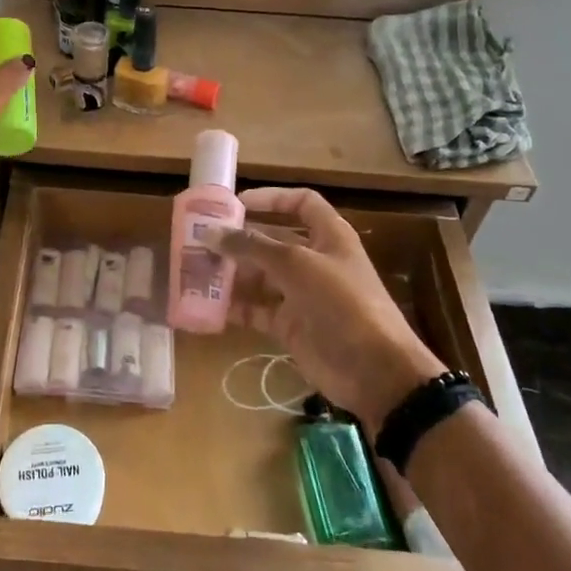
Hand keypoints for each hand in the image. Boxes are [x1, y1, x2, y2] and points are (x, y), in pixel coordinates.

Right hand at [216, 188, 446, 435]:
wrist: (374, 371)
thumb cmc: (342, 303)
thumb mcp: (296, 265)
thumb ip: (252, 246)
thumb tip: (209, 233)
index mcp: (328, 236)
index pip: (300, 203)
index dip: (271, 199)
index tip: (235, 204)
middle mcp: (314, 260)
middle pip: (273, 240)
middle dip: (239, 239)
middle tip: (200, 239)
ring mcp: (302, 295)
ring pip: (260, 276)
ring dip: (231, 272)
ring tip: (196, 269)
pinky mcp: (291, 326)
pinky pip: (257, 309)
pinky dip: (235, 307)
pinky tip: (208, 304)